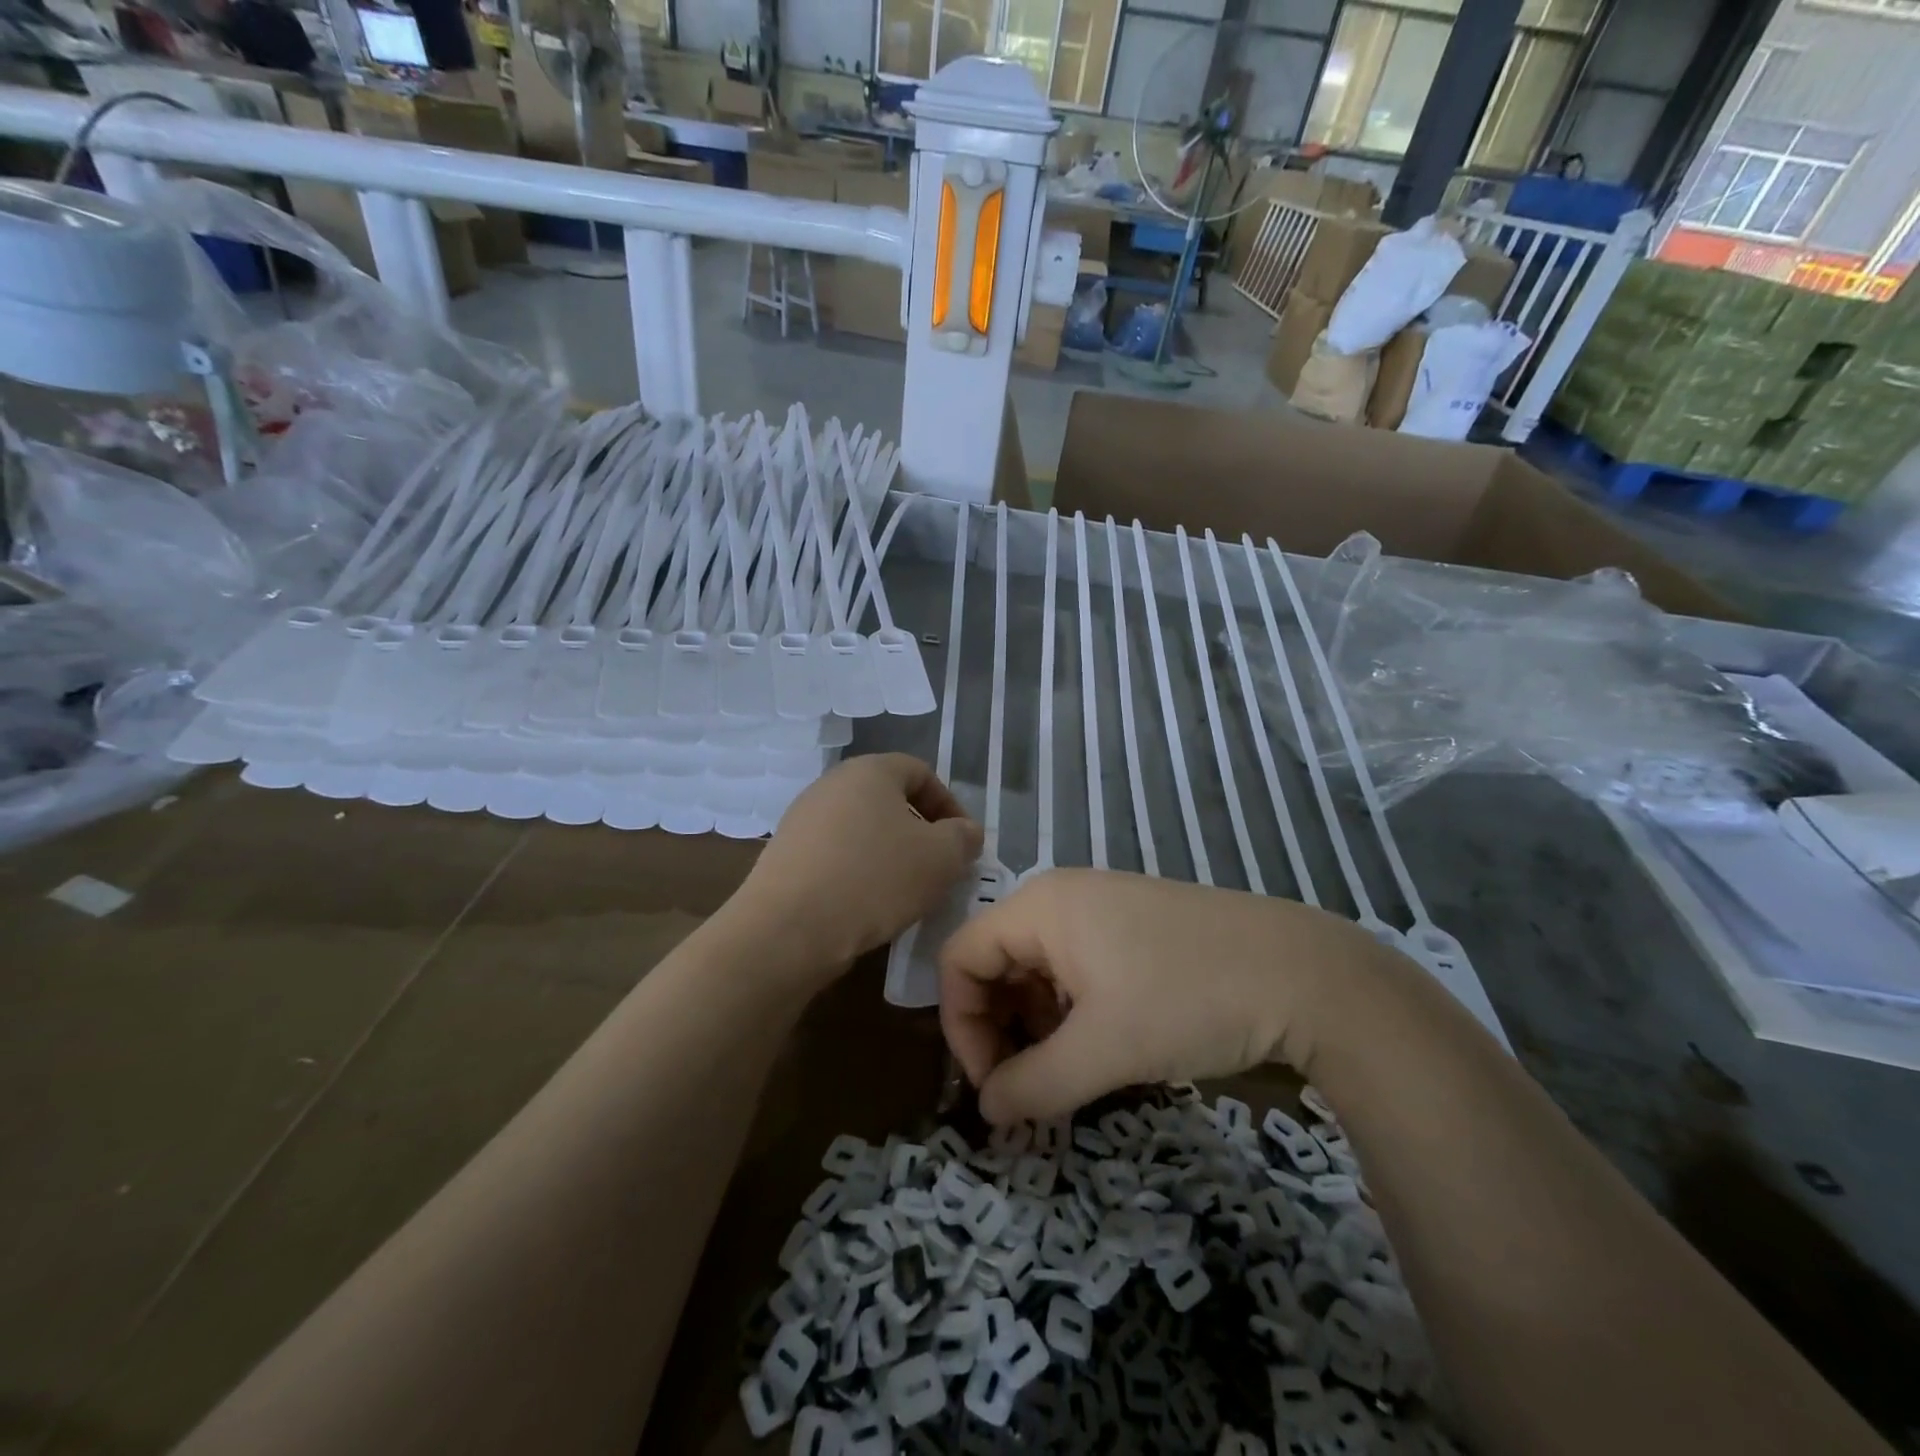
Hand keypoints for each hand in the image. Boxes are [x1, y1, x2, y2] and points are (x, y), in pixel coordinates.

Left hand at [738, 754, 982, 980]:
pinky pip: (835, 853)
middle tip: (938, 867)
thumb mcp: (940, 859)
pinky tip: (866, 905)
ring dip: (889, 854)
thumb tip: (966, 831)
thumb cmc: (874, 880)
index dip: (949, 804)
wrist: (788, 929)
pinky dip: (857, 871)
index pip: (920, 772)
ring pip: (861, 828)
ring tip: (904, 891)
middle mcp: (832, 784)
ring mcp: (803, 818)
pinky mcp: (785, 854)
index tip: (962, 842)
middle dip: (919, 831)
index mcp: (870, 770)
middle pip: (888, 799)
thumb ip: (963, 838)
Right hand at [939, 868, 1390, 1123]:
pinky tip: (1102, 1045)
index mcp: (1040, 906)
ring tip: (1067, 1072)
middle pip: (996, 961)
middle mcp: (1061, 896)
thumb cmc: (1188, 1000)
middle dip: (999, 1028)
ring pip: (1037, 968)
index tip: (992, 1086)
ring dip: (1036, 1024)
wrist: (1302, 972)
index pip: (961, 957)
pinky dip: (1071, 1010)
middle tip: (1027, 1088)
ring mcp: (1101, 908)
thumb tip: (988, 1112)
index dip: (962, 1025)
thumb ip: (1033, 1085)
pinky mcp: (1133, 926)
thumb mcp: (1104, 1051)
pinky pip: (1075, 966)